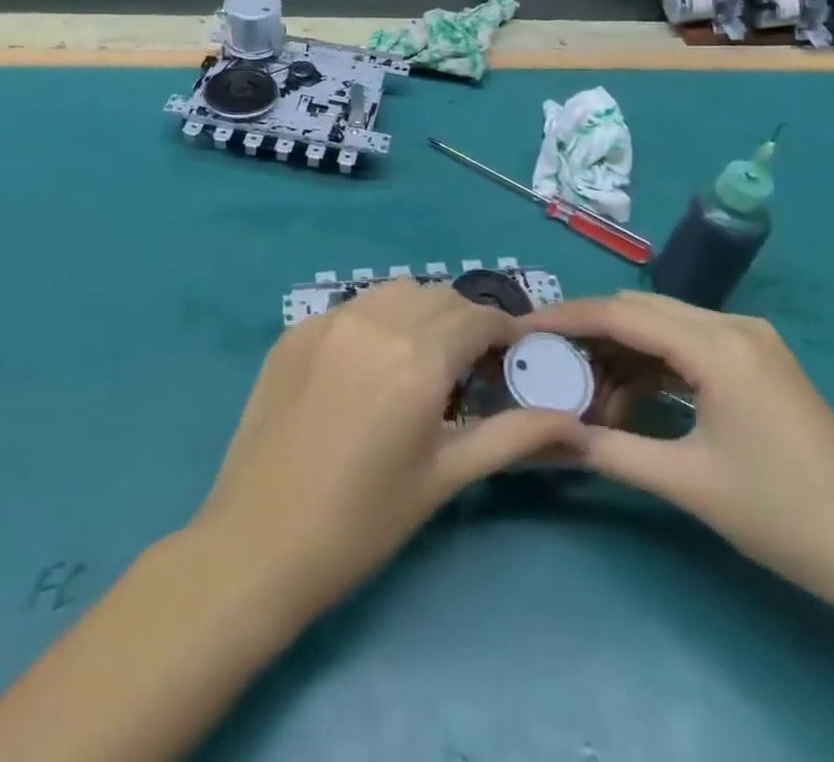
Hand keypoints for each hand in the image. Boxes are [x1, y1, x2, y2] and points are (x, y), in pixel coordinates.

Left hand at [194, 280, 584, 624]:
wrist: (259, 542)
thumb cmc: (362, 522)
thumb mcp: (444, 477)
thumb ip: (511, 438)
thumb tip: (575, 422)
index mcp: (417, 358)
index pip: (477, 317)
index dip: (504, 331)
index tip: (515, 354)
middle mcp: (375, 322)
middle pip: (438, 297)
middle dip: (464, 321)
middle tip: (470, 366)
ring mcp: (328, 320)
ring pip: (394, 291)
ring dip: (420, 312)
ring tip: (420, 359)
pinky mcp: (295, 331)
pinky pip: (352, 308)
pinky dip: (376, 321)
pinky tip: (369, 365)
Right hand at [529, 291, 833, 620]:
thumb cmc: (787, 517)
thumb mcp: (689, 484)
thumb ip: (610, 451)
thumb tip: (544, 437)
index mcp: (718, 345)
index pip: (622, 314)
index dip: (567, 318)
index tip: (521, 330)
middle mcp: (732, 326)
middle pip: (639, 312)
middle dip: (589, 335)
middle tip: (545, 364)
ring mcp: (750, 341)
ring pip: (662, 327)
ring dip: (620, 355)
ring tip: (585, 395)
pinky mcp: (757, 362)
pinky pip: (687, 347)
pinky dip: (652, 367)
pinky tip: (628, 400)